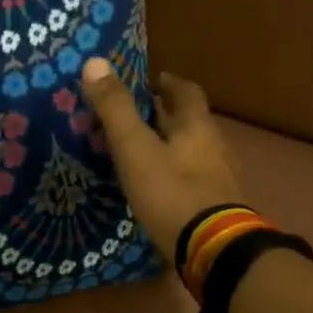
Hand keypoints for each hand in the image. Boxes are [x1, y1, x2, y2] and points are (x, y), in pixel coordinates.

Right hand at [82, 58, 243, 263]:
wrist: (213, 250)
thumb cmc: (172, 192)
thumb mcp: (135, 148)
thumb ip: (115, 109)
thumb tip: (94, 62)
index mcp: (197, 127)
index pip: (187, 92)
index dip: (169, 83)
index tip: (151, 80)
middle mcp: (214, 147)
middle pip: (190, 122)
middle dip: (166, 115)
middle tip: (136, 115)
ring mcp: (219, 179)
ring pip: (192, 152)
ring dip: (170, 146)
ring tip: (140, 151)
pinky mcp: (215, 208)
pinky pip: (192, 180)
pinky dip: (173, 175)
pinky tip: (156, 187)